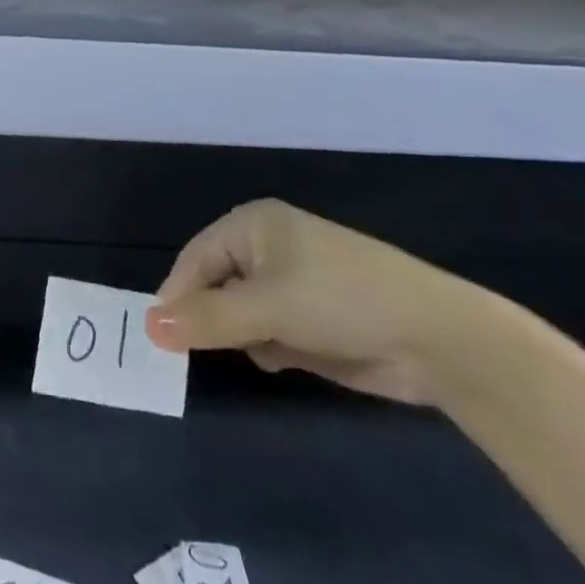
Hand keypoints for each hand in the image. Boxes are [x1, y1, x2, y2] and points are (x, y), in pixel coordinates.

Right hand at [144, 199, 484, 404]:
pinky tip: (291, 358)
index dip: (177, 296)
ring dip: (245, 336)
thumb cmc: (341, 301)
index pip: (195, 259)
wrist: (437, 339)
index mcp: (252, 225)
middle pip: (215, 285)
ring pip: (240, 313)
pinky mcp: (311, 318)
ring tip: (269, 349)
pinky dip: (272, 347)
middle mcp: (267, 248)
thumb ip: (207, 319)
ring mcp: (291, 284)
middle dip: (212, 318)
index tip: (160, 339)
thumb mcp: (267, 308)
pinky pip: (268, 332)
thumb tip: (148, 326)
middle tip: (205, 353)